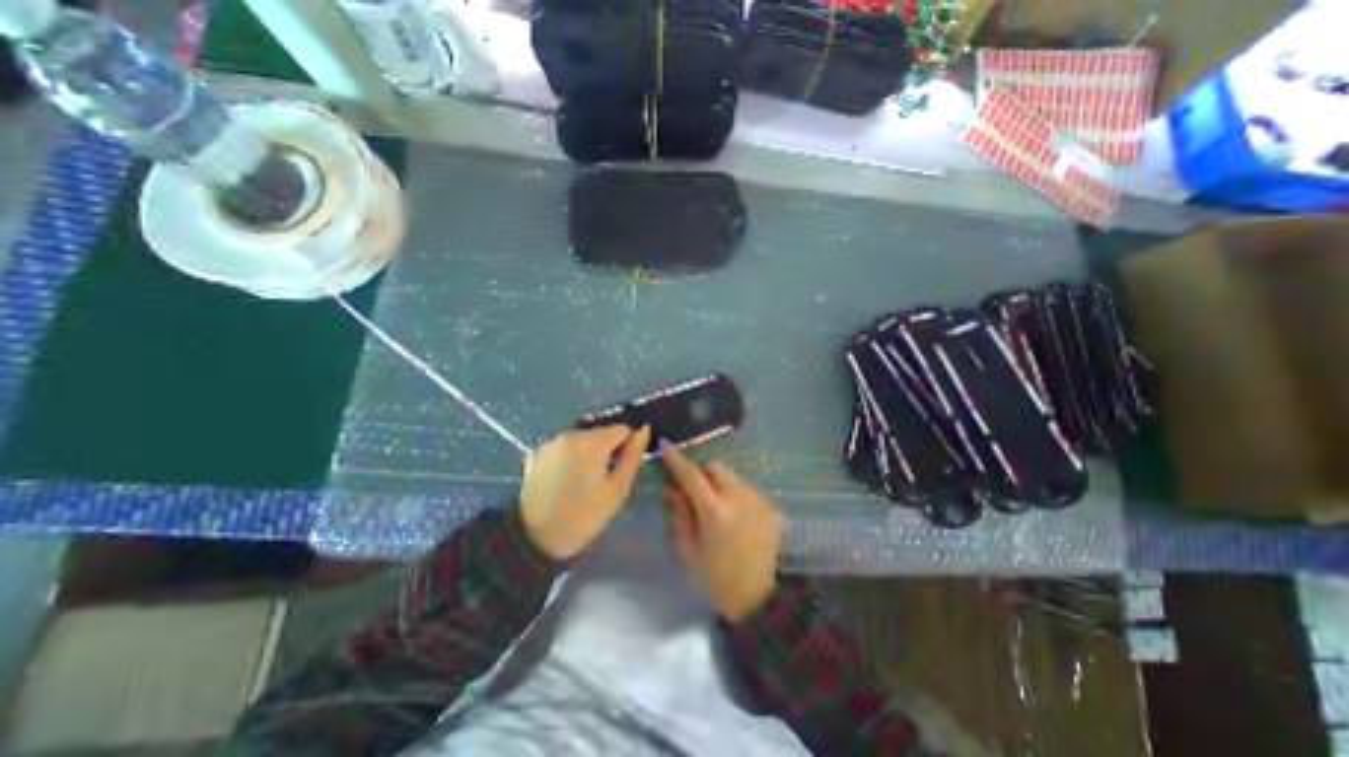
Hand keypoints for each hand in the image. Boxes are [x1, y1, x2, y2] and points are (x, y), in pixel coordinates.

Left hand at [518, 425, 649, 561]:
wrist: (534, 538)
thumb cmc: (584, 516)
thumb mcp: (617, 490)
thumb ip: (633, 456)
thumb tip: (644, 429)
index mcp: (592, 442)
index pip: (622, 428)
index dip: (627, 446)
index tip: (622, 467)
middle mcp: (570, 434)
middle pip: (600, 432)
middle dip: (606, 449)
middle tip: (604, 478)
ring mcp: (551, 442)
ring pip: (581, 439)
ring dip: (588, 452)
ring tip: (583, 480)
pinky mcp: (537, 453)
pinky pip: (563, 447)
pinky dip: (569, 457)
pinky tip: (565, 479)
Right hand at [663, 445, 779, 621]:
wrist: (762, 596)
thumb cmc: (718, 578)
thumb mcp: (690, 550)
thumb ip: (679, 515)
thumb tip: (671, 488)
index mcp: (714, 510)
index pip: (691, 475)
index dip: (677, 459)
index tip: (666, 446)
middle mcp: (737, 497)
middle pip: (715, 467)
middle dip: (702, 472)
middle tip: (694, 490)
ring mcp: (756, 499)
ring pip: (731, 477)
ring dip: (719, 484)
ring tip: (716, 507)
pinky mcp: (769, 505)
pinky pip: (744, 489)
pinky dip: (734, 495)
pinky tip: (735, 517)